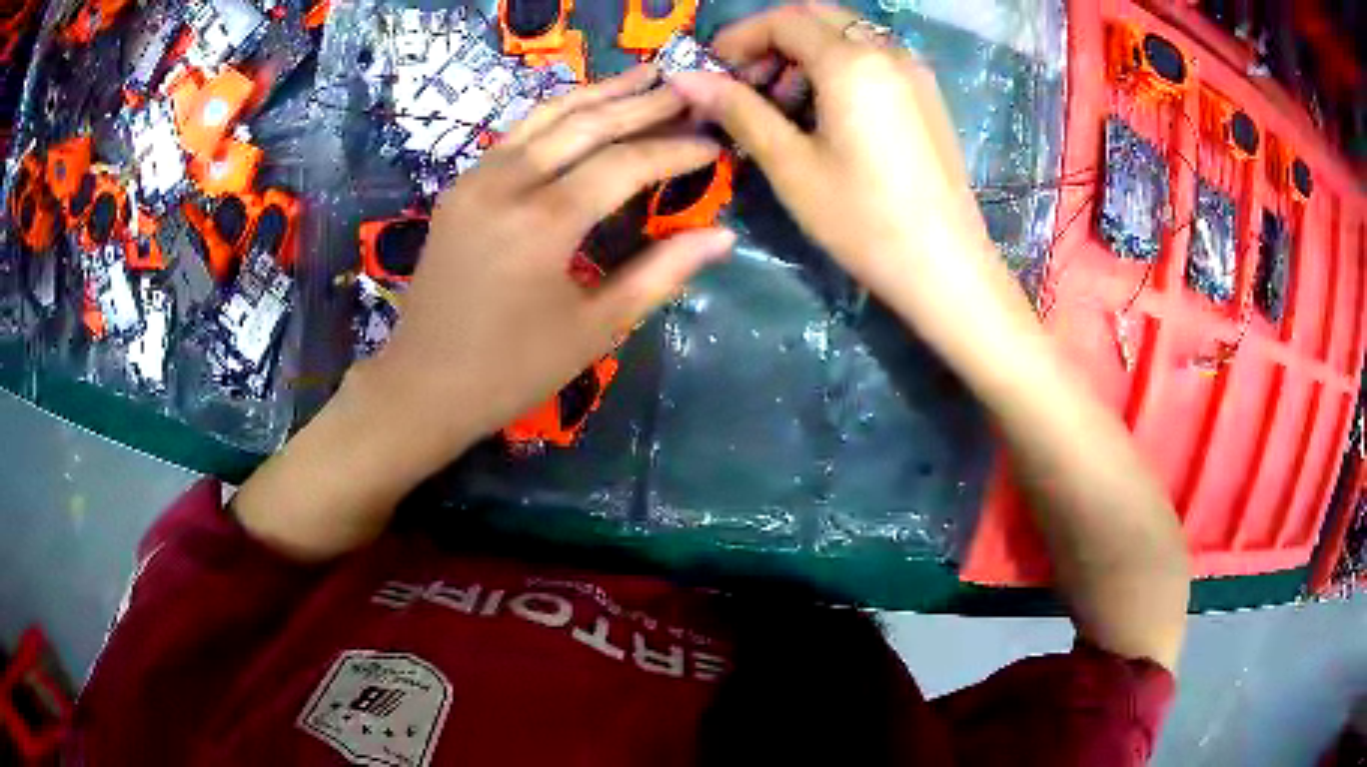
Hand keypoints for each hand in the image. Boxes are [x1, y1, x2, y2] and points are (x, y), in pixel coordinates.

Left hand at [233, 67, 734, 561]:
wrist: (422, 384)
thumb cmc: (511, 369)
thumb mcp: (594, 329)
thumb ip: (660, 274)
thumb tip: (722, 237)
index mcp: (543, 223)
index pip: (624, 164)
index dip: (674, 151)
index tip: (714, 144)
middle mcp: (507, 184)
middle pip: (585, 124)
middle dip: (643, 104)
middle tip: (689, 88)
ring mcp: (476, 179)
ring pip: (546, 116)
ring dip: (600, 93)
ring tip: (645, 76)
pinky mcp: (460, 187)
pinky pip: (517, 134)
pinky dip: (558, 114)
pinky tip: (585, 107)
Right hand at [668, 5, 1025, 354]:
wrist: (945, 266)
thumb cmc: (863, 219)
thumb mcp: (791, 165)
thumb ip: (739, 110)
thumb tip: (685, 78)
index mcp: (851, 62)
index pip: (784, 20)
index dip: (740, 36)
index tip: (714, 69)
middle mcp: (887, 51)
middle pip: (817, 18)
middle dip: (773, 39)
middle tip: (748, 83)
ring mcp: (914, 71)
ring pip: (847, 35)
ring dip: (806, 52)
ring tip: (785, 103)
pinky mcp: (928, 95)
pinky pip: (874, 57)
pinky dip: (839, 66)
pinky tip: (828, 111)